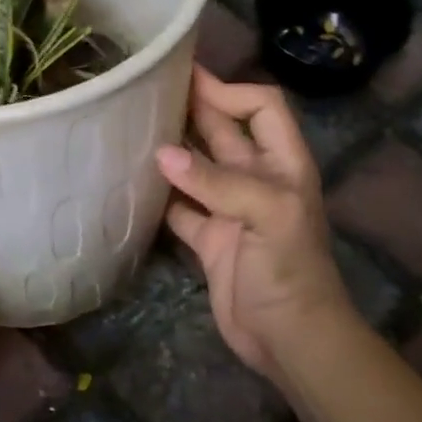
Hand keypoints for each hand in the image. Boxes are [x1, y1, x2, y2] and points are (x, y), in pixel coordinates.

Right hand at [156, 68, 354, 385]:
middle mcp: (255, 179)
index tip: (188, 83)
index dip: (230, 91)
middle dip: (193, 109)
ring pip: (196, 167)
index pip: (262, 108)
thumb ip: (217, 182)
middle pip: (223, 131)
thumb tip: (162, 154)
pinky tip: (132, 182)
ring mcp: (229, 209)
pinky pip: (179, 206)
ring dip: (170, 149)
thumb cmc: (290, 271)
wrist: (289, 338)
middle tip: (147, 89)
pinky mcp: (208, 238)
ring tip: (132, 128)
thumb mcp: (268, 216)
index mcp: (282, 164)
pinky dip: (159, 194)